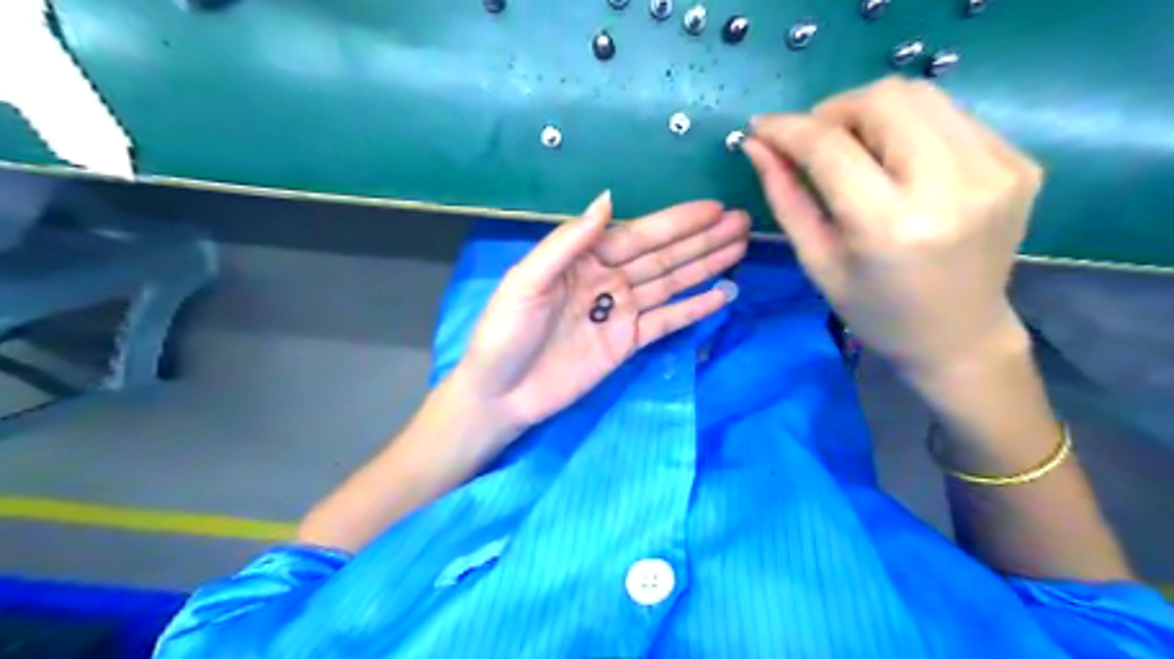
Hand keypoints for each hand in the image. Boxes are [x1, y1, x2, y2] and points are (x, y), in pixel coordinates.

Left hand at [453, 190, 747, 442]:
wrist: (501, 393)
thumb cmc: (505, 333)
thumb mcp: (527, 281)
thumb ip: (567, 242)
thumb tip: (608, 200)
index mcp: (583, 259)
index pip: (638, 234)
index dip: (677, 222)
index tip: (714, 208)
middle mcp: (607, 279)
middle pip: (662, 256)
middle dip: (701, 239)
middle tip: (742, 223)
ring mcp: (620, 312)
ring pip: (670, 284)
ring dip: (704, 267)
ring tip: (740, 249)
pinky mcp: (627, 343)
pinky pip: (666, 322)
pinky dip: (693, 310)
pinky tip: (721, 296)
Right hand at [746, 77, 1040, 375]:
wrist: (959, 336)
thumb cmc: (874, 310)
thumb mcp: (817, 261)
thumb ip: (785, 197)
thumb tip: (757, 145)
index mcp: (890, 225)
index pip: (831, 147)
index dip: (789, 129)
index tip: (761, 127)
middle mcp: (951, 186)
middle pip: (883, 99)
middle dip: (833, 111)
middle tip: (813, 142)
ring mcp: (996, 169)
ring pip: (920, 94)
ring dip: (871, 112)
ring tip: (852, 147)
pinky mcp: (1019, 162)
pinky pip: (950, 116)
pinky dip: (910, 126)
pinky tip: (897, 161)